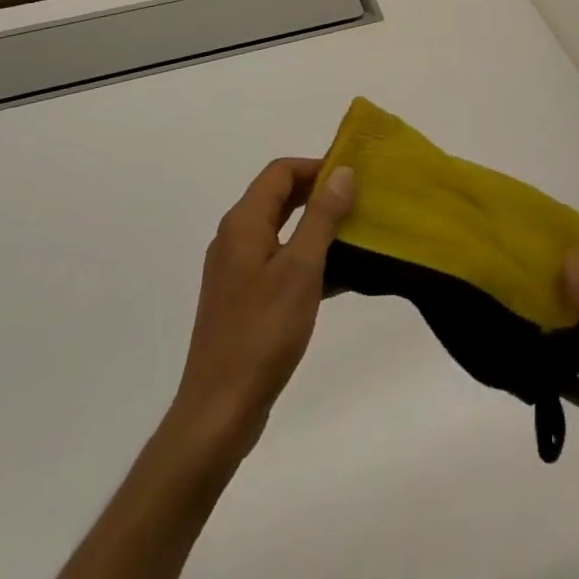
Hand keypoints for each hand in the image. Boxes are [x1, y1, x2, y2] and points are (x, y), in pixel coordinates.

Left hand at [172, 156, 356, 456]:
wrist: (219, 411)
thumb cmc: (262, 332)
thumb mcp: (301, 268)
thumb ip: (322, 217)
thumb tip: (342, 172)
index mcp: (244, 223)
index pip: (280, 171)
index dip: (316, 166)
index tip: (352, 175)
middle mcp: (235, 239)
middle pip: (279, 198)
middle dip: (319, 194)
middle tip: (359, 201)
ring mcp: (237, 271)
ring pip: (281, 231)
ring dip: (317, 228)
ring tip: (356, 235)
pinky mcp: (243, 300)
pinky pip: (279, 263)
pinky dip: (307, 260)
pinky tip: (340, 278)